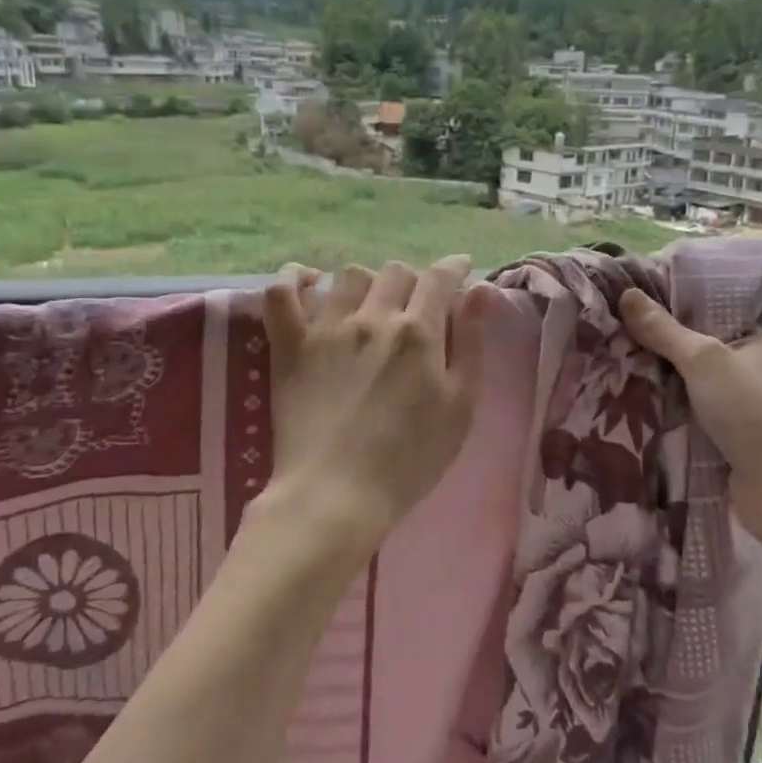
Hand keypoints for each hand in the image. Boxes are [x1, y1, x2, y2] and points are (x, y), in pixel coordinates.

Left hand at [258, 256, 492, 567]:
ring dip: (367, 282)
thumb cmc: (410, 460)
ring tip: (370, 304)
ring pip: (349, 276)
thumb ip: (471, 344)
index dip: (454, 267)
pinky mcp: (290, 346)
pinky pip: (281, 294)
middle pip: (395, 272)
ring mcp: (326, 328)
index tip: (460, 270)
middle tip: (416, 305)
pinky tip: (308, 281)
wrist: (337, 495)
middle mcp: (373, 318)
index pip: (439, 278)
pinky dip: (293, 279)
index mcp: (418, 332)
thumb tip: (480, 290)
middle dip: (413, 280)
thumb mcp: (460, 407)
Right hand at [618, 288, 761, 519]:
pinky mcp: (732, 443)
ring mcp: (745, 412)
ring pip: (691, 392)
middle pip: (698, 357)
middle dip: (660, 356)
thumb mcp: (703, 360)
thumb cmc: (751, 411)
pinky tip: (633, 412)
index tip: (633, 312)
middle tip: (615, 344)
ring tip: (614, 374)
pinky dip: (669, 419)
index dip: (674, 315)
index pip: (711, 320)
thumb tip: (627, 294)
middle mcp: (757, 375)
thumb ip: (665, 331)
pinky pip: (692, 422)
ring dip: (661, 390)